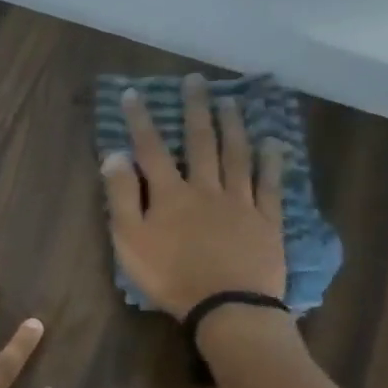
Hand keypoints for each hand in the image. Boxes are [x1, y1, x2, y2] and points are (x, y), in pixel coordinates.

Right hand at [103, 74, 288, 316]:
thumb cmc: (170, 277)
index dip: (141, 120)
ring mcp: (240, 201)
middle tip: (196, 81)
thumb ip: (121, 197)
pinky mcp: (266, 219)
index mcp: (170, 194)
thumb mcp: (130, 241)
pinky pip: (270, 183)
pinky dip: (271, 161)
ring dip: (233, 126)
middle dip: (196, 109)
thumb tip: (115, 156)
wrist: (226, 305)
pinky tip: (272, 143)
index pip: (151, 149)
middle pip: (201, 142)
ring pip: (237, 155)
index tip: (134, 94)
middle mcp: (206, 187)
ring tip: (232, 101)